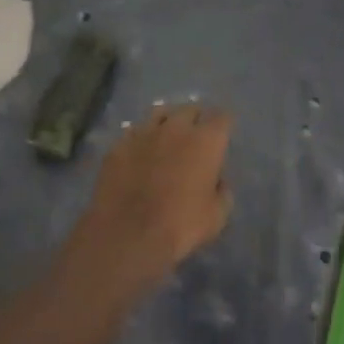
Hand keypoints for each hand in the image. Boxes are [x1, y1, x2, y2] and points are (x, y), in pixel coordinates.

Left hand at [68, 103, 233, 291]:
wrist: (127, 235)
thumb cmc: (180, 226)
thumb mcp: (216, 217)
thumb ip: (223, 192)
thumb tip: (218, 180)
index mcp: (205, 140)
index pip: (222, 117)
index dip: (223, 125)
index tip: (222, 136)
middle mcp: (176, 127)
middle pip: (191, 108)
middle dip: (196, 119)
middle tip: (196, 136)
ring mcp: (145, 131)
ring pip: (160, 112)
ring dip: (168, 121)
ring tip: (167, 135)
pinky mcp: (120, 143)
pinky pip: (135, 131)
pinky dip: (141, 138)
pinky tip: (140, 152)